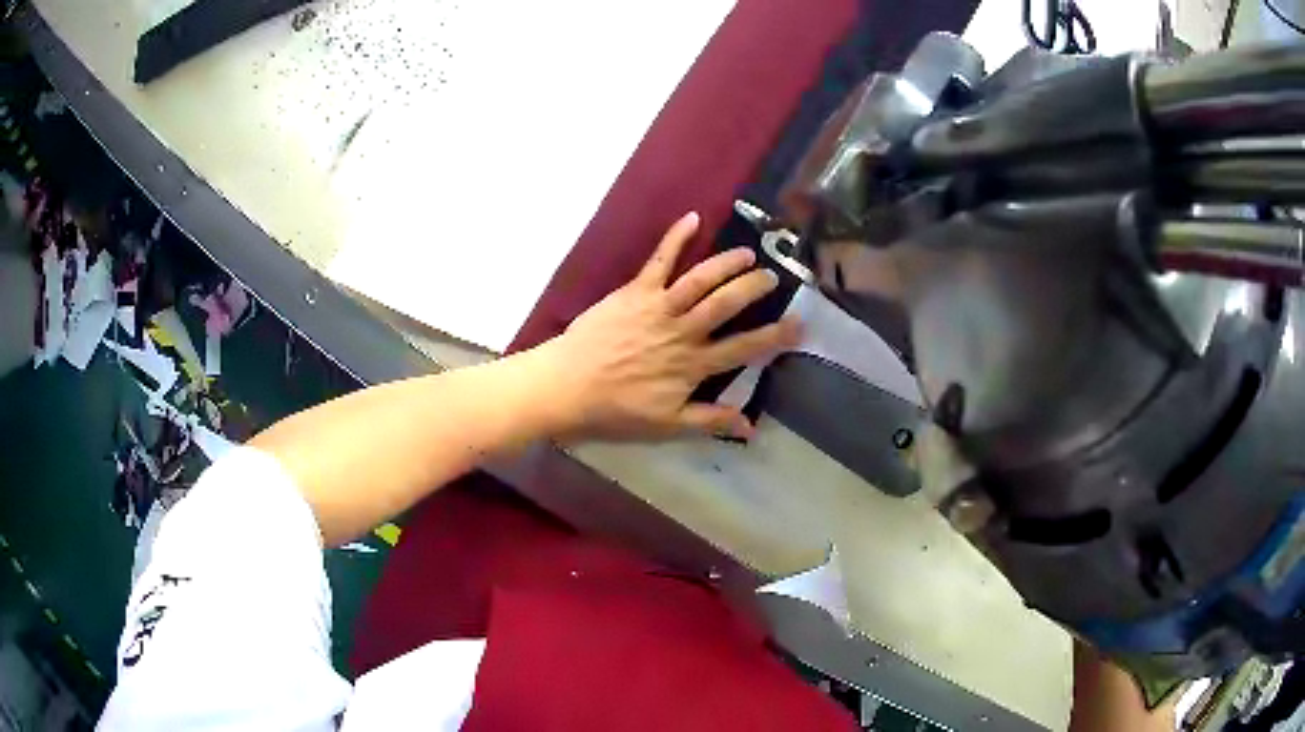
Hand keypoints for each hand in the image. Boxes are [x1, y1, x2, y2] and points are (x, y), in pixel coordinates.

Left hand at [539, 212, 800, 439]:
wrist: (568, 387)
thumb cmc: (616, 410)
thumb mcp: (668, 425)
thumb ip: (710, 420)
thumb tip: (751, 425)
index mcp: (694, 364)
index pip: (744, 348)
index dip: (775, 337)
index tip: (799, 325)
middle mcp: (683, 330)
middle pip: (726, 304)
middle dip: (754, 289)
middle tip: (774, 279)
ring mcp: (659, 307)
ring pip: (701, 279)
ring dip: (727, 264)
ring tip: (748, 254)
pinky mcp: (635, 291)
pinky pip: (659, 260)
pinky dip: (675, 238)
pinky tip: (692, 218)